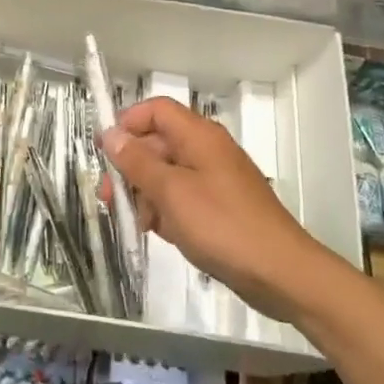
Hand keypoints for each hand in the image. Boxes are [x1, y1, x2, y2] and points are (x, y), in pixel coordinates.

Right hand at [100, 97, 332, 312]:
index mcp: (199, 136)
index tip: (104, 151)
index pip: (156, 110)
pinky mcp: (220, 207)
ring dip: (144, 193)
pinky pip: (182, 197)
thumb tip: (111, 134)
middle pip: (157, 143)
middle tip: (108, 196)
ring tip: (136, 222)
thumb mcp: (170, 192)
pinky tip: (157, 232)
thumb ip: (137, 162)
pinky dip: (165, 210)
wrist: (280, 273)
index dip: (127, 123)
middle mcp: (207, 151)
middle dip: (129, 166)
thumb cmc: (222, 225)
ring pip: (167, 173)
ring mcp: (215, 179)